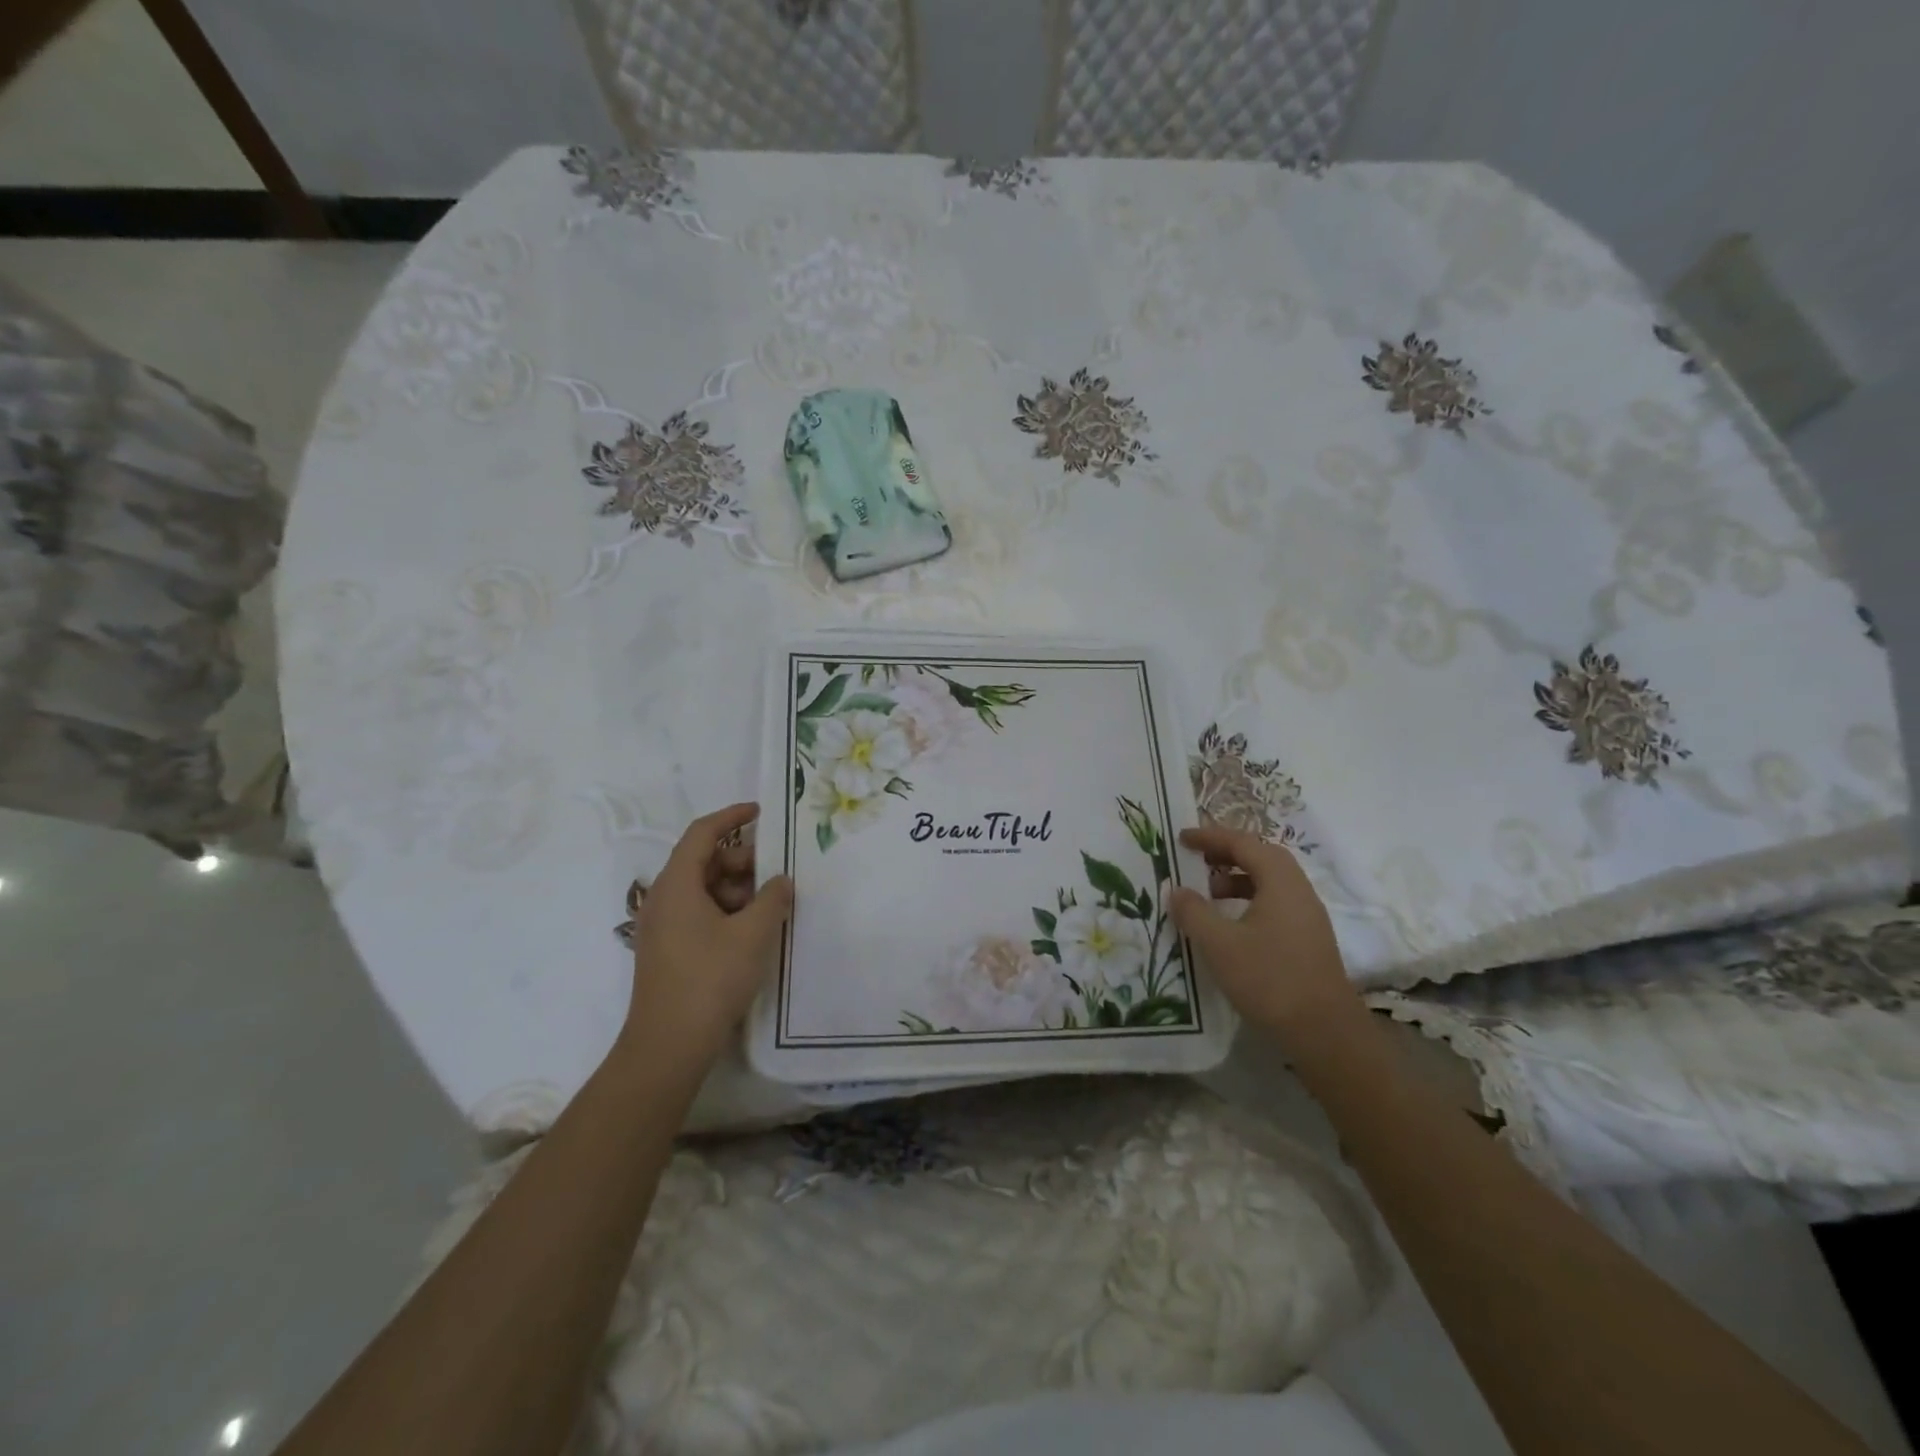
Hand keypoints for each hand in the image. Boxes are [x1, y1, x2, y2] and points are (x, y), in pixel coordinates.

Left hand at [621, 803, 793, 1066]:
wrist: (668, 1045)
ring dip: (736, 889)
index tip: (760, 812)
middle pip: (703, 860)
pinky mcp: (667, 949)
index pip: (702, 833)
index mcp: (677, 884)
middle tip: (775, 873)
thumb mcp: (753, 934)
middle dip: (741, 861)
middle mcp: (663, 898)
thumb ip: (773, 898)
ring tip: (768, 907)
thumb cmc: (711, 979)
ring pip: (702, 889)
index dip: (731, 817)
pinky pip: (698, 912)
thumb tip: (782, 880)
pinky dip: (725, 910)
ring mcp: (662, 926)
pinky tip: (751, 930)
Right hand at [1169, 824, 1359, 1038]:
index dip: (1211, 837)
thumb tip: (1176, 890)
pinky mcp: (1308, 939)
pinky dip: (1248, 901)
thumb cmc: (1270, 979)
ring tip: (1207, 894)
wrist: (1325, 1033)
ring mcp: (1307, 916)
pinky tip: (1230, 925)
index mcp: (1281, 882)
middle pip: (1261, 857)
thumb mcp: (1220, 944)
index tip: (1182, 838)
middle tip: (1195, 859)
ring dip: (1237, 879)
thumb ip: (1194, 912)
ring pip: (1269, 882)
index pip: (1244, 843)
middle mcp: (1299, 891)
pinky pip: (1274, 903)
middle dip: (1226, 853)